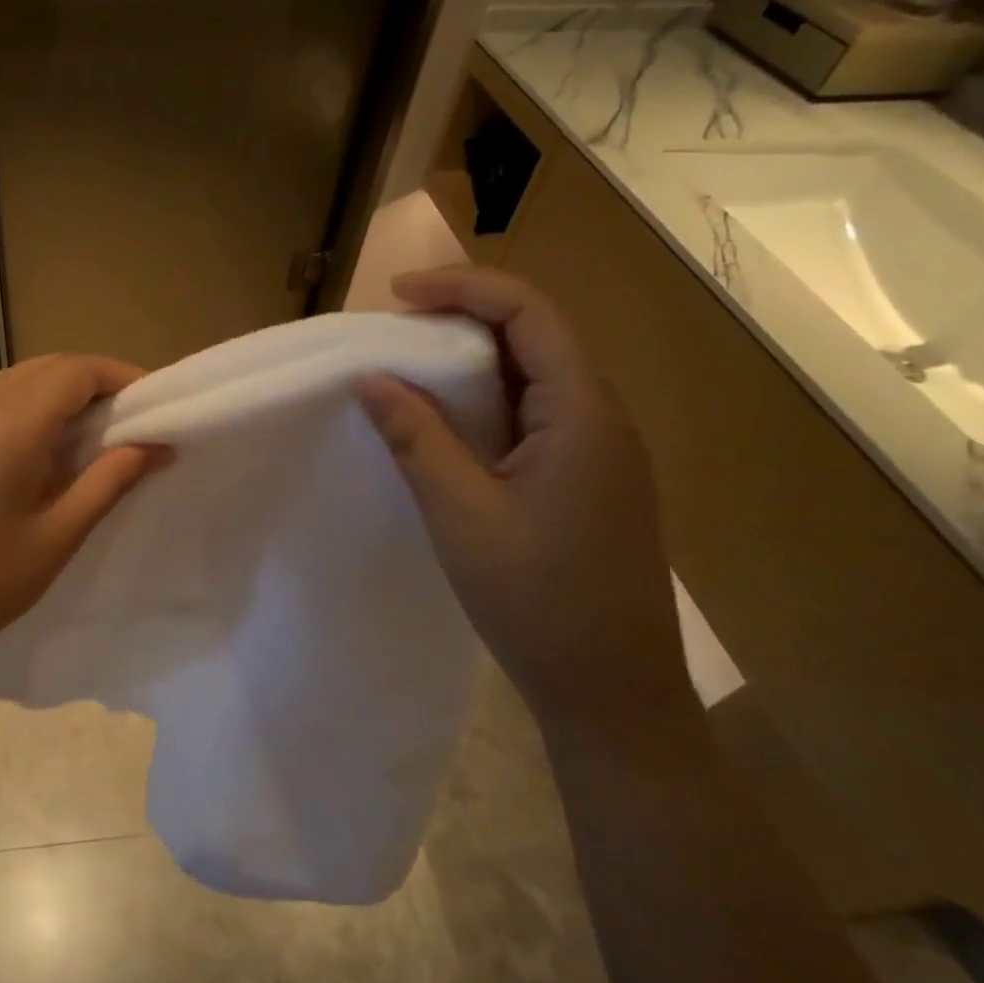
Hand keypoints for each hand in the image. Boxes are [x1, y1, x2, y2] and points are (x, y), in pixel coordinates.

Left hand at [0, 354, 169, 681]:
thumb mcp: (56, 538)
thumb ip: (109, 481)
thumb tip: (156, 446)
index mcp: (9, 426)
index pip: (76, 372)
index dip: (120, 376)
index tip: (151, 402)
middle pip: (45, 367)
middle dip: (91, 381)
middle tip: (125, 418)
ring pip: (12, 380)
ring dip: (54, 392)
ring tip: (83, 434)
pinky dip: (18, 407)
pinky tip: (28, 450)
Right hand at [357, 267, 689, 729]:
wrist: (611, 693)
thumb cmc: (537, 601)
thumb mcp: (461, 515)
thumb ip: (417, 438)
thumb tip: (371, 378)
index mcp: (584, 415)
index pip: (530, 313)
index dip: (464, 289)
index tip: (397, 296)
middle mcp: (602, 418)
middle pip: (536, 336)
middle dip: (463, 317)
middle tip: (394, 328)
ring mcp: (599, 451)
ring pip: (534, 376)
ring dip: (472, 360)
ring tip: (408, 367)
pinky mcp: (586, 480)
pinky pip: (534, 415)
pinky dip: (485, 401)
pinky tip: (446, 423)